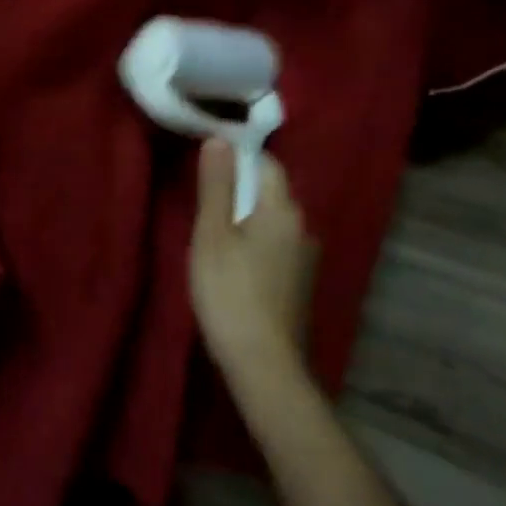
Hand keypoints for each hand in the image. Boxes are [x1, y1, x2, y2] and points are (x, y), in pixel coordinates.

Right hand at [189, 140, 317, 384]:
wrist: (265, 366)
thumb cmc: (230, 293)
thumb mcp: (212, 235)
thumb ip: (215, 186)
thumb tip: (219, 139)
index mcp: (281, 210)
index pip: (265, 163)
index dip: (237, 155)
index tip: (207, 159)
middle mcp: (302, 227)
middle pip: (270, 190)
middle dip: (239, 185)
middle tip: (202, 194)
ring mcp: (304, 258)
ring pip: (272, 219)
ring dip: (245, 214)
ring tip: (212, 226)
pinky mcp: (299, 282)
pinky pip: (275, 243)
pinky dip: (254, 239)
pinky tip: (232, 259)